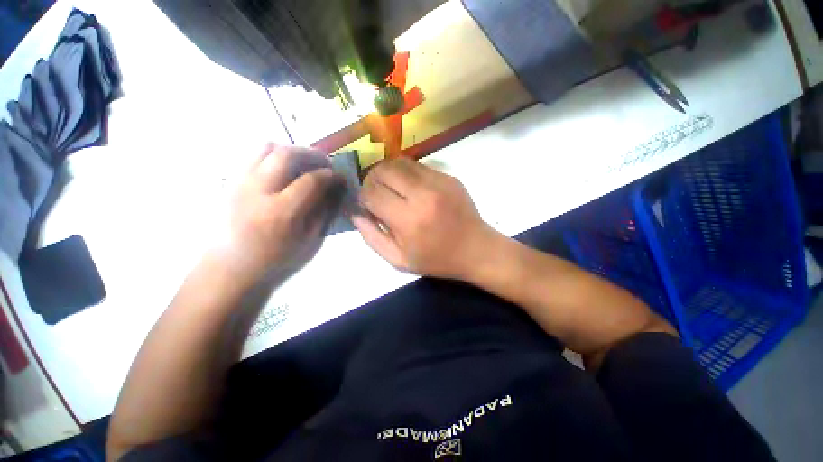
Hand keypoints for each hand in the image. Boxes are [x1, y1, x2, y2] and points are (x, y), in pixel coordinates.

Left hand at [220, 144, 342, 281]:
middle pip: (287, 154)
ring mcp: (241, 183)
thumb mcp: (306, 244)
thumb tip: (335, 187)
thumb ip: (323, 213)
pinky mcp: (232, 180)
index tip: (338, 177)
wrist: (233, 264)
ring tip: (298, 163)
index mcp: (279, 214)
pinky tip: (278, 171)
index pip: (311, 181)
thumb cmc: (272, 260)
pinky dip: (271, 157)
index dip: (329, 175)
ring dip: (289, 151)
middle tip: (321, 163)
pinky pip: (254, 156)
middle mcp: (258, 192)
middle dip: (310, 154)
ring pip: (268, 148)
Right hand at [353, 158, 494, 279]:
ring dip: (387, 172)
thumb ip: (372, 237)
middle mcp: (422, 195)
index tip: (366, 205)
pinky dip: (406, 173)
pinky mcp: (448, 176)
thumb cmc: (436, 259)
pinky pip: (417, 165)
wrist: (476, 249)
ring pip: (399, 162)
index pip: (372, 193)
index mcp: (408, 220)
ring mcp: (438, 182)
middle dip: (371, 179)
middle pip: (383, 170)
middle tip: (374, 192)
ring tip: (389, 186)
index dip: (363, 197)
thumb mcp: (399, 260)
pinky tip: (409, 187)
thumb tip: (355, 214)